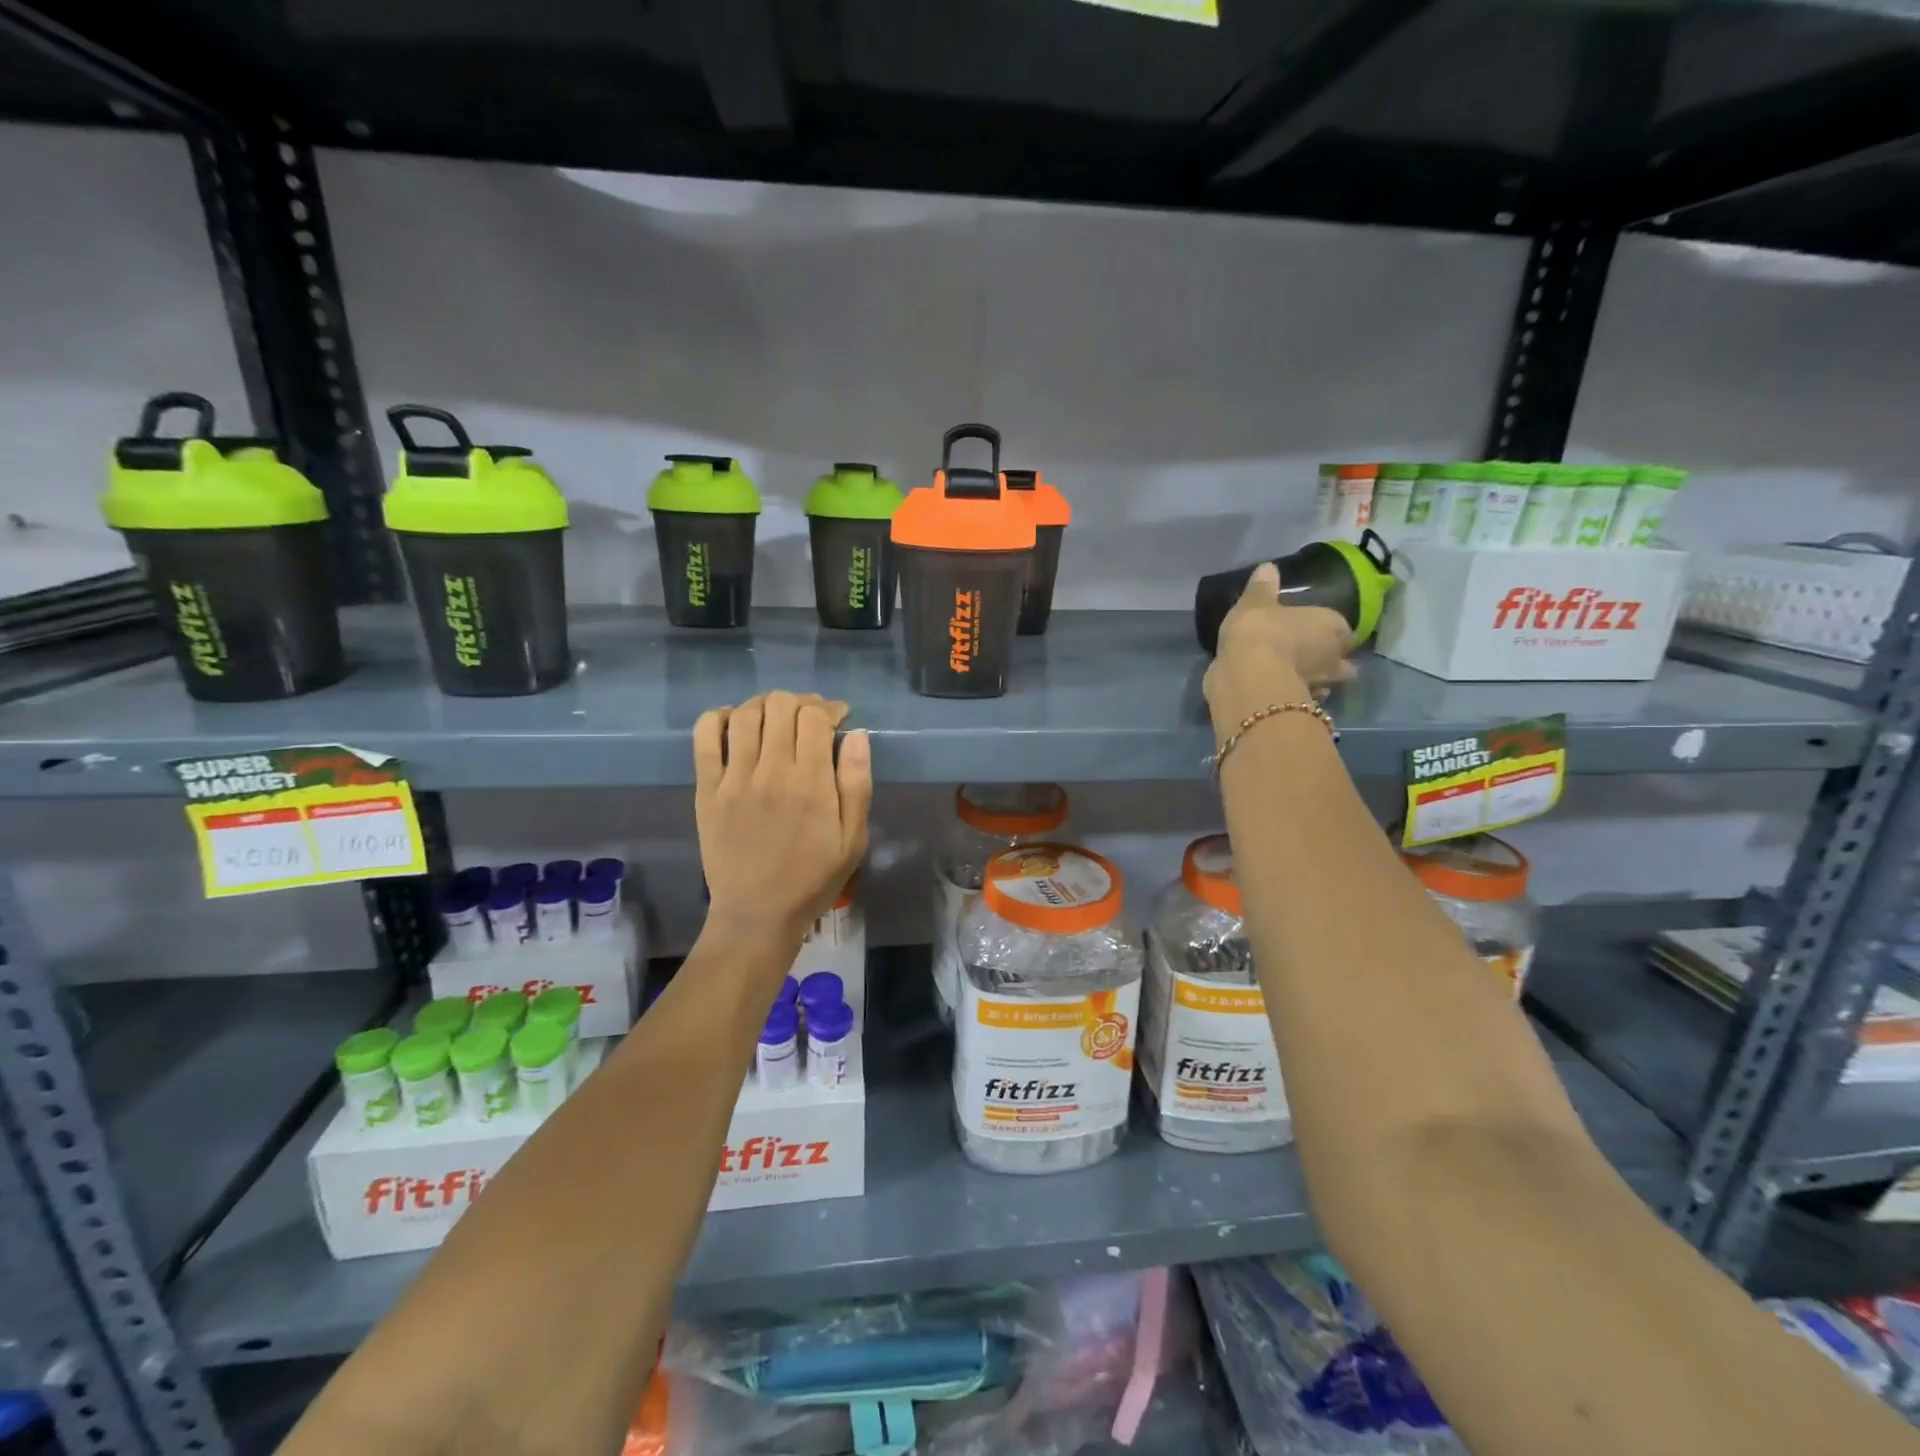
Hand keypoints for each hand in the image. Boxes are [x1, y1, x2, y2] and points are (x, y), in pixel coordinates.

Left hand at [693, 692, 871, 950]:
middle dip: (800, 703)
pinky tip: (735, 724)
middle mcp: (770, 771)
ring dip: (765, 705)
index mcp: (810, 783)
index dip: (829, 708)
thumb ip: (857, 784)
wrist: (757, 914)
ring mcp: (733, 778)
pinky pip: (705, 736)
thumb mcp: (853, 840)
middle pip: (780, 706)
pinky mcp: (706, 789)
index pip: (814, 717)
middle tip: (809, 719)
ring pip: (745, 713)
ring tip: (776, 720)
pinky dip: (720, 717)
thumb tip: (857, 735)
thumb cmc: (812, 879)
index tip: (838, 718)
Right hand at [1204, 563, 1355, 729]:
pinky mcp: (1301, 707)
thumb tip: (1268, 567)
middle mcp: (1335, 657)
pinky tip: (1278, 692)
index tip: (1313, 630)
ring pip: (1328, 684)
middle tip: (1310, 657)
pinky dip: (1295, 696)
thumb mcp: (1255, 603)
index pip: (1342, 628)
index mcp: (1332, 626)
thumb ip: (1262, 587)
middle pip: (1345, 661)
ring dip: (1316, 681)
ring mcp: (1321, 686)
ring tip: (1293, 676)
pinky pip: (1303, 700)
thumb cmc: (1259, 632)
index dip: (1330, 630)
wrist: (1247, 678)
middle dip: (1333, 661)